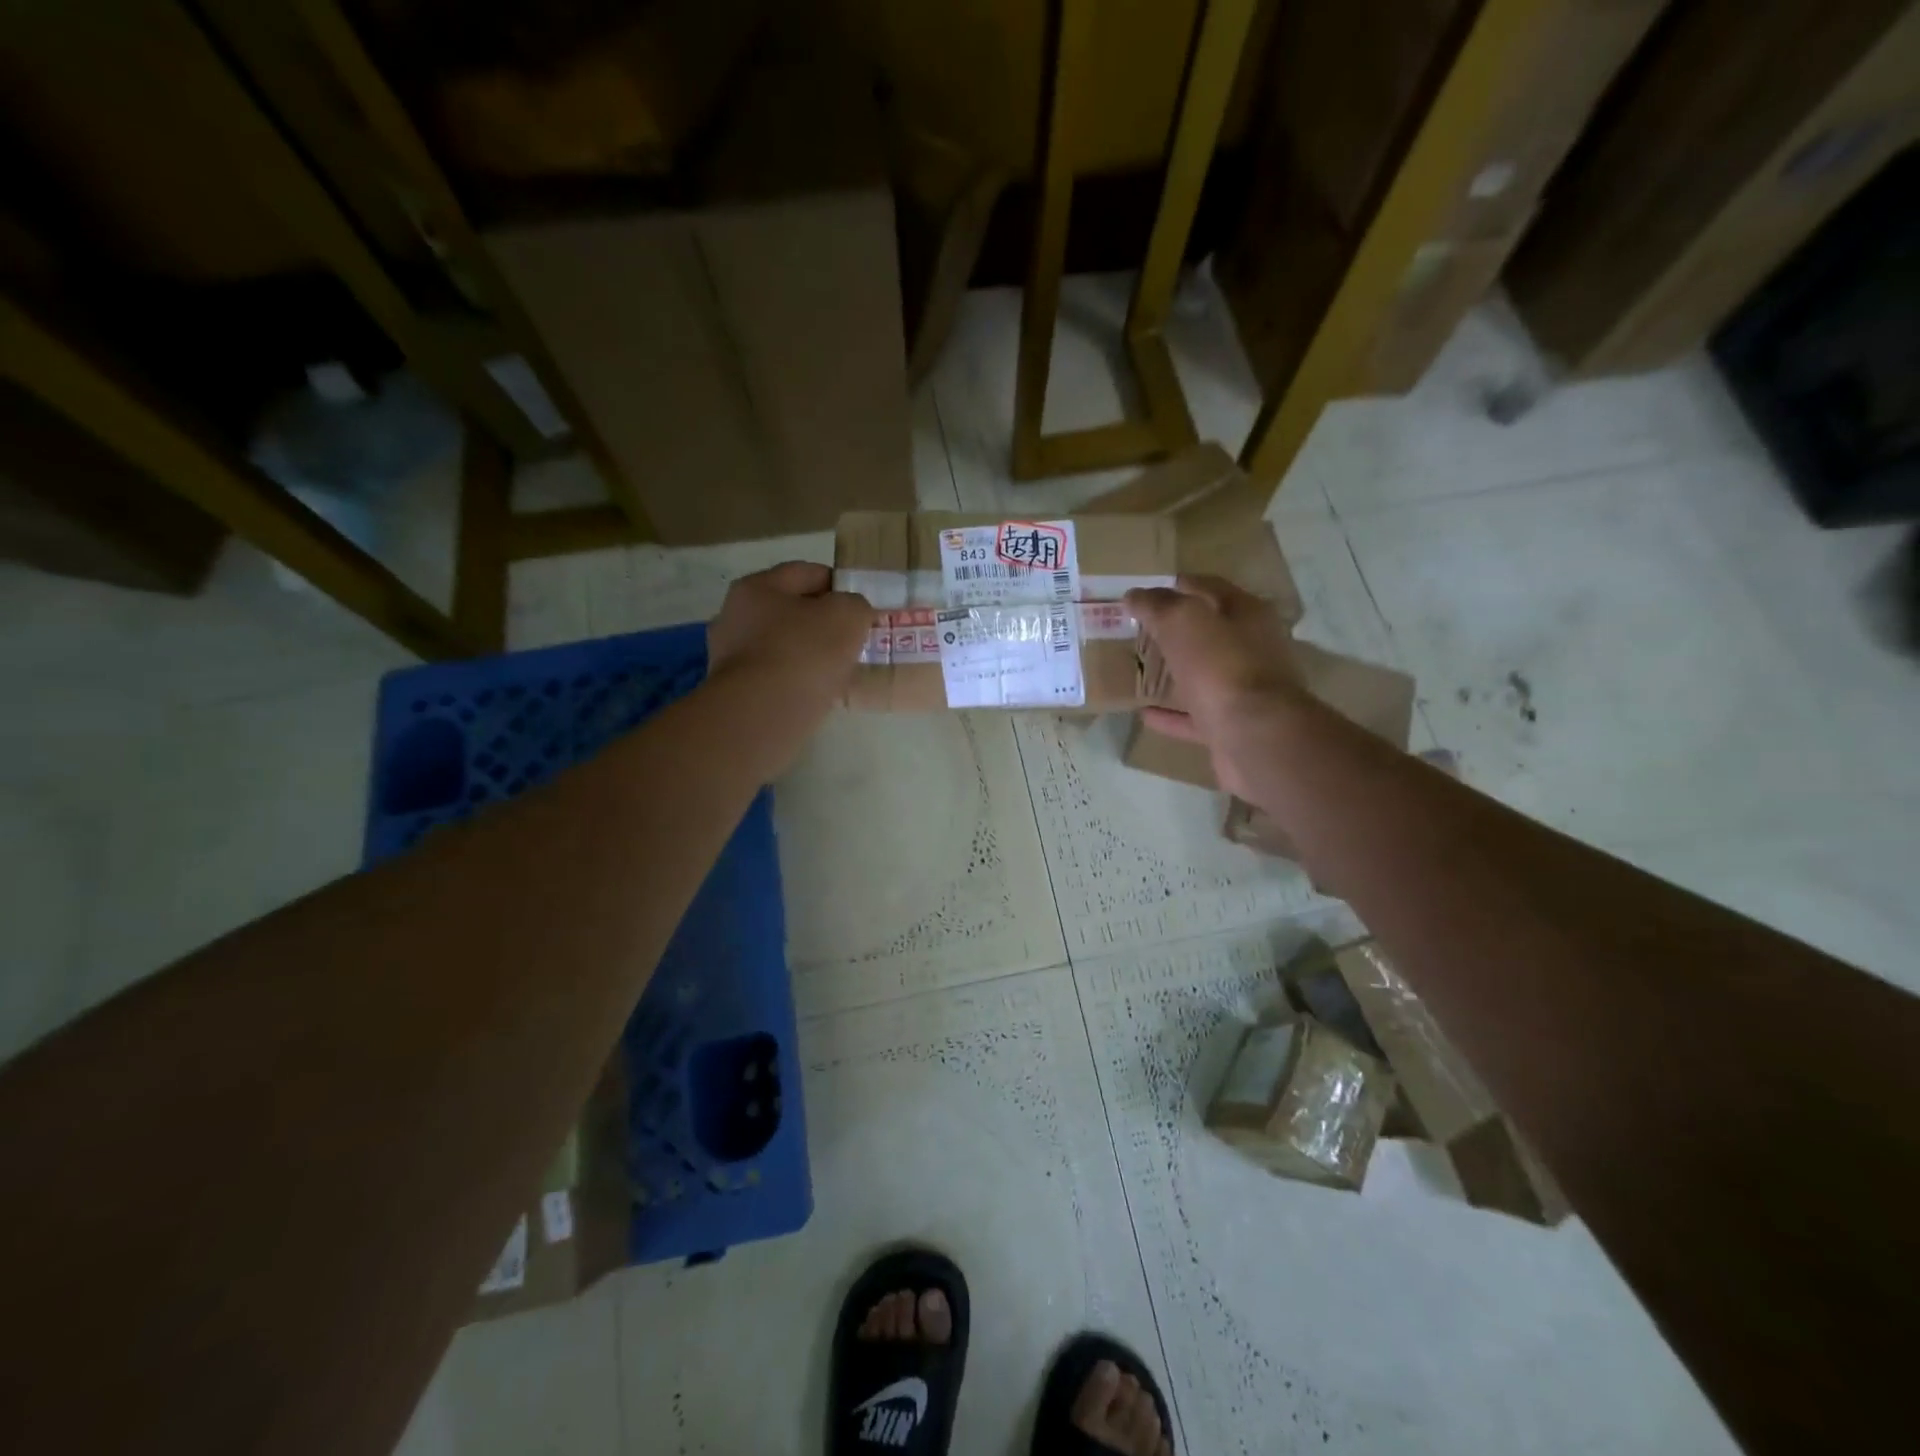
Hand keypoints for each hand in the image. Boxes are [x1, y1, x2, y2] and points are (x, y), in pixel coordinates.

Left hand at [707, 562, 872, 699]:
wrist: (762, 714)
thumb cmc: (804, 652)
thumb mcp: (847, 615)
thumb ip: (855, 605)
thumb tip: (851, 613)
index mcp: (757, 587)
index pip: (806, 573)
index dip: (838, 584)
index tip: (861, 605)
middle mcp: (735, 616)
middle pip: (790, 611)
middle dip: (821, 622)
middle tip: (853, 639)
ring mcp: (730, 656)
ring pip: (782, 646)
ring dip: (809, 654)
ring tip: (839, 669)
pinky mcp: (735, 692)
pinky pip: (775, 677)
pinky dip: (796, 681)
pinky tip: (817, 692)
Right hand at [1125, 575, 1305, 799]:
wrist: (1255, 737)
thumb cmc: (1222, 667)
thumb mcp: (1184, 622)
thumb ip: (1158, 605)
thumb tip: (1134, 595)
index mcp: (1247, 614)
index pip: (1211, 588)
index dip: (1179, 585)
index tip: (1145, 591)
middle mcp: (1252, 649)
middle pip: (1210, 632)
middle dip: (1177, 630)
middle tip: (1139, 629)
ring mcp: (1244, 691)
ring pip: (1204, 675)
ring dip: (1176, 672)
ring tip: (1141, 668)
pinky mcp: (1231, 727)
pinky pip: (1195, 716)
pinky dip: (1171, 714)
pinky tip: (1144, 714)